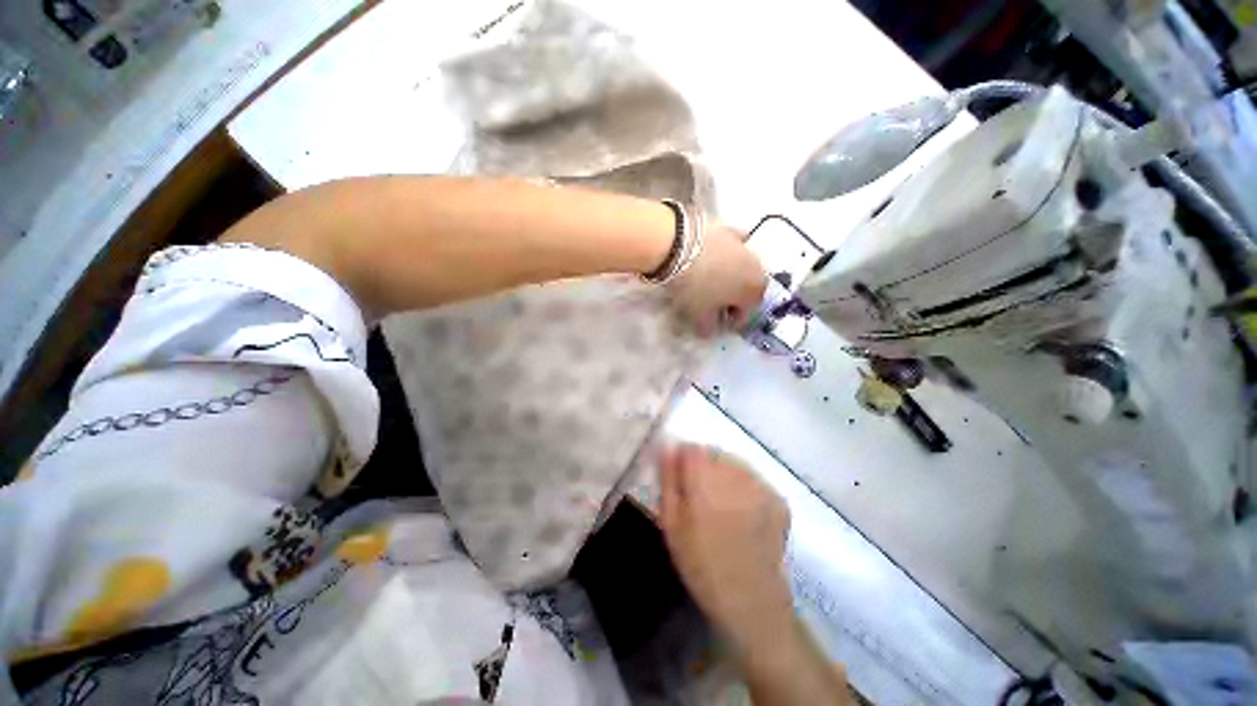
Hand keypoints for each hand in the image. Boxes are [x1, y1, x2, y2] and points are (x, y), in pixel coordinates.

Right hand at [659, 444, 792, 643]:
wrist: (750, 601)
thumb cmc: (701, 564)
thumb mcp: (671, 524)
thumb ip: (668, 481)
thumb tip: (666, 448)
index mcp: (704, 481)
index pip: (691, 448)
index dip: (683, 460)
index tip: (681, 477)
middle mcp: (735, 476)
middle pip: (713, 454)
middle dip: (703, 467)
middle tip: (700, 496)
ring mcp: (760, 486)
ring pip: (734, 464)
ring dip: (724, 475)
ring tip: (722, 506)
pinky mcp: (777, 498)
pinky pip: (753, 480)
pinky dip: (744, 488)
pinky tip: (742, 513)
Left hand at [669, 223, 766, 337]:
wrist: (678, 246)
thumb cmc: (695, 288)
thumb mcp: (700, 316)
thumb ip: (709, 328)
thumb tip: (710, 330)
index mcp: (755, 291)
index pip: (745, 315)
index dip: (728, 323)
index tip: (712, 324)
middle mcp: (758, 267)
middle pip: (745, 290)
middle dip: (731, 299)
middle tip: (710, 304)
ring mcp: (744, 245)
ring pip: (740, 268)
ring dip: (728, 277)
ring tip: (707, 282)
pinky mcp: (729, 229)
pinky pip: (732, 245)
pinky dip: (726, 252)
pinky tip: (713, 256)